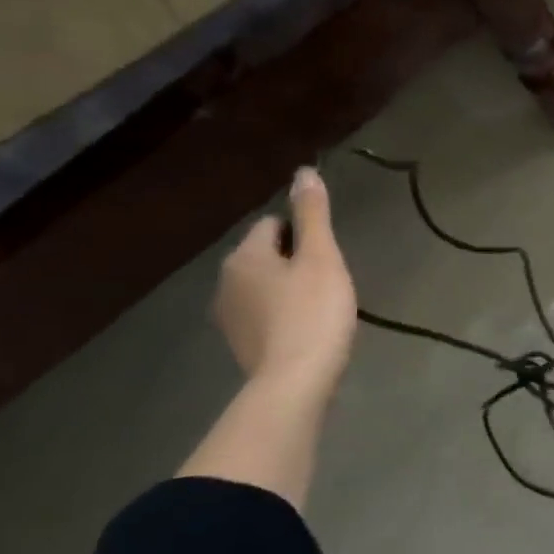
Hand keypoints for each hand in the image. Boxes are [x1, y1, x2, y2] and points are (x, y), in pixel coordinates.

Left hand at [216, 167, 356, 398]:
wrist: (295, 382)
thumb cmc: (313, 312)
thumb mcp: (321, 257)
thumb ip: (313, 214)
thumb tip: (303, 172)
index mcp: (244, 256)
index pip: (273, 225)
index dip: (305, 236)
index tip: (327, 259)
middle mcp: (226, 282)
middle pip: (268, 255)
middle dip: (296, 262)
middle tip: (328, 283)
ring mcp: (229, 316)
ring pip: (265, 285)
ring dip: (289, 289)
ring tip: (320, 308)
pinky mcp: (240, 343)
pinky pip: (264, 313)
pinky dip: (283, 315)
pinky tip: (305, 330)